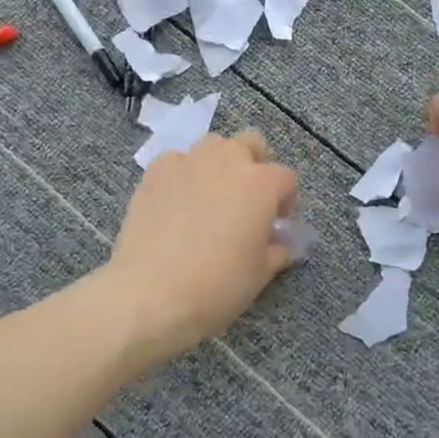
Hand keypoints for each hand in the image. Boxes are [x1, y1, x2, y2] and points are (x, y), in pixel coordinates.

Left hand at [103, 130, 299, 364]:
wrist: (151, 293)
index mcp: (261, 183)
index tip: (279, 224)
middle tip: (249, 200)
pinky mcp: (155, 173)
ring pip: (213, 145)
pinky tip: (178, 201)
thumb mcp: (260, 274)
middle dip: (256, 165)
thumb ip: (276, 251)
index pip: (286, 179)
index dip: (287, 201)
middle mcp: (227, 161)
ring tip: (213, 196)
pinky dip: (183, 174)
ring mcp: (188, 162)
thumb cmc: (217, 285)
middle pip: (251, 144)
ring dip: (220, 164)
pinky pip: (177, 161)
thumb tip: (280, 244)